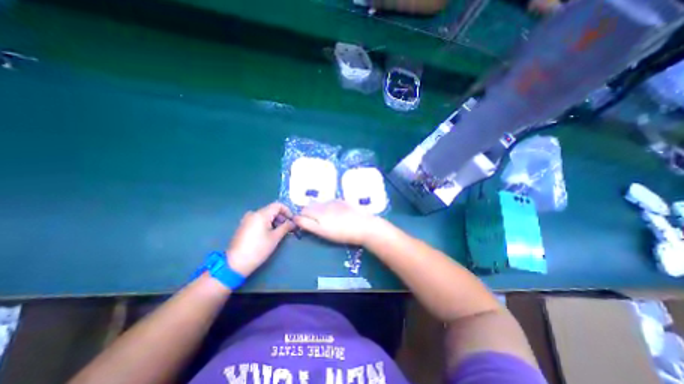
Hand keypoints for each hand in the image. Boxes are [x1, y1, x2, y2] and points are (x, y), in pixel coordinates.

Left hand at [228, 202, 295, 276]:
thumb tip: (293, 222)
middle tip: (288, 227)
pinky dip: (266, 223)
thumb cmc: (258, 249)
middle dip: (281, 217)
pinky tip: (269, 234)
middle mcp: (253, 213)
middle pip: (271, 209)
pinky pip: (258, 219)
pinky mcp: (244, 226)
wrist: (236, 263)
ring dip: (275, 220)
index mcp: (261, 214)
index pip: (278, 205)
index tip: (292, 220)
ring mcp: (247, 219)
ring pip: (265, 215)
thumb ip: (286, 227)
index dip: (287, 211)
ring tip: (280, 231)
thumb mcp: (275, 238)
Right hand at [293, 201, 378, 244]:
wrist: (364, 226)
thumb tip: (296, 218)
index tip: (306, 225)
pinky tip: (337, 215)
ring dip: (319, 210)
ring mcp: (334, 201)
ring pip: (320, 204)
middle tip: (317, 224)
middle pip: (310, 206)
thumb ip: (307, 224)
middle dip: (310, 213)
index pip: (302, 211)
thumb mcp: (322, 231)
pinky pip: (330, 202)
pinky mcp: (343, 201)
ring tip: (328, 220)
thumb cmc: (342, 233)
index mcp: (317, 211)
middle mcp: (324, 203)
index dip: (302, 218)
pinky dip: (329, 207)